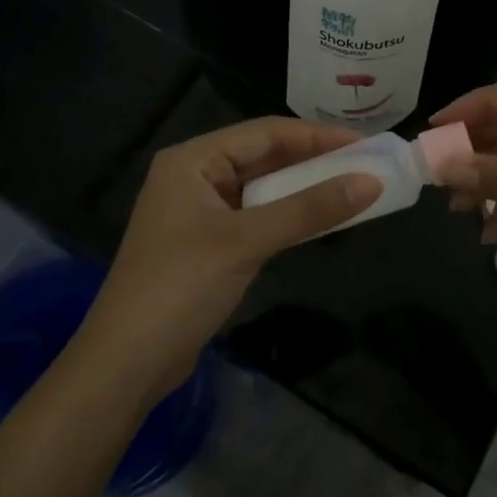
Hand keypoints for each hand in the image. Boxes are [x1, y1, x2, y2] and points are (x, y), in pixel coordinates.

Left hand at [74, 117, 382, 402]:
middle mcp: (194, 176)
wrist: (126, 363)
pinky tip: (320, 219)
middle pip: (264, 156)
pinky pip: (257, 216)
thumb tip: (371, 183)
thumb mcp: (246, 242)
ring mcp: (200, 211)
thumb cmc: (180, 288)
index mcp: (192, 160)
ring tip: (353, 188)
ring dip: (304, 189)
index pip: (265, 132)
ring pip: (263, 188)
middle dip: (314, 161)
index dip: (318, 136)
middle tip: (367, 165)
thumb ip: (308, 210)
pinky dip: (288, 216)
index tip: (366, 143)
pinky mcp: (209, 242)